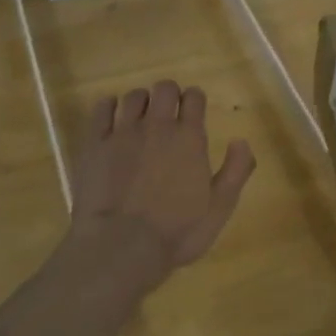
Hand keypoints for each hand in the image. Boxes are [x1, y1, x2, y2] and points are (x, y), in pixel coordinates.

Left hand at [67, 80, 255, 287]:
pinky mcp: (94, 144)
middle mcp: (157, 126)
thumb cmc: (176, 232)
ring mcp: (122, 133)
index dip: (195, 100)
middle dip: (169, 95)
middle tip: (168, 113)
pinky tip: (111, 115)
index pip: (194, 98)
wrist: (120, 246)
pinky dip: (108, 106)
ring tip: (140, 117)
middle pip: (164, 88)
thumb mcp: (219, 208)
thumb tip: (241, 141)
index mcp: (189, 138)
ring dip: (141, 101)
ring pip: (133, 96)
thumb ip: (236, 171)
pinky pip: (101, 109)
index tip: (194, 111)